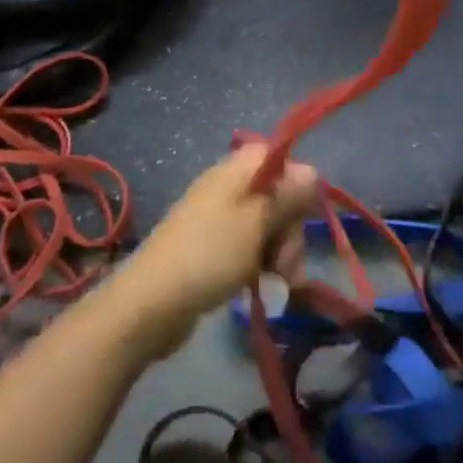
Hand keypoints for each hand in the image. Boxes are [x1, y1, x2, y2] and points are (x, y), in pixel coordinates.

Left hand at [111, 144, 317, 356]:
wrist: (151, 303)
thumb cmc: (209, 255)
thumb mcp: (256, 222)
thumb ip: (287, 195)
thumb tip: (312, 171)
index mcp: (236, 171)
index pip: (279, 158)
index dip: (297, 184)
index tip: (301, 215)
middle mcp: (228, 187)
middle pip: (277, 195)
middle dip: (290, 229)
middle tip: (286, 261)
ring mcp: (219, 218)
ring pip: (267, 226)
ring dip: (280, 252)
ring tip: (279, 281)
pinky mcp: (214, 248)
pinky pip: (249, 247)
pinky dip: (261, 264)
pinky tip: (264, 285)